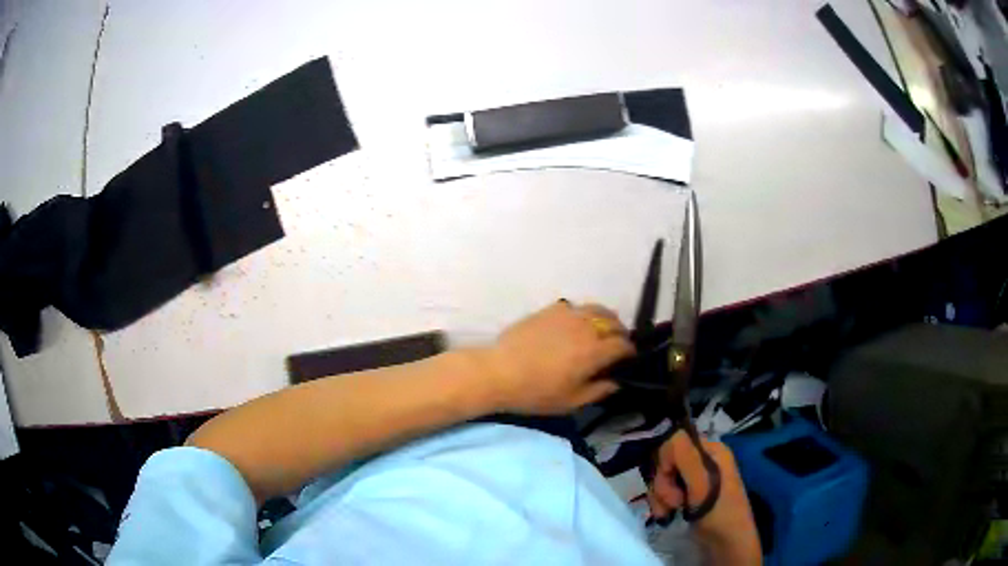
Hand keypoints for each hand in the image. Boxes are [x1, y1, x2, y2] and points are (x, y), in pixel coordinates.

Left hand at [478, 301, 634, 414]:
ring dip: (605, 319)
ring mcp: (567, 314)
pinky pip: (574, 307)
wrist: (499, 372)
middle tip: (616, 346)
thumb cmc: (537, 392)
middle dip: (620, 334)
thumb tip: (616, 382)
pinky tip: (574, 325)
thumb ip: (598, 391)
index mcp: (595, 351)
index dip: (630, 353)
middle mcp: (586, 327)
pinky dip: (582, 314)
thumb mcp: (571, 401)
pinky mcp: (549, 310)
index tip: (628, 360)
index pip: (623, 345)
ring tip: (601, 330)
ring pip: (596, 309)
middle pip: (613, 322)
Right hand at [647, 431, 761, 564]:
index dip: (666, 463)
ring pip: (663, 478)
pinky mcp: (688, 495)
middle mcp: (703, 460)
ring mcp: (695, 479)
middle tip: (674, 502)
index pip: (675, 443)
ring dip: (661, 497)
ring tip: (670, 512)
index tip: (671, 483)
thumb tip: (671, 433)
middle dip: (663, 484)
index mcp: (712, 450)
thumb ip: (686, 458)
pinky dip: (662, 503)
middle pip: (667, 462)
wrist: (727, 544)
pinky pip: (666, 491)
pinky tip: (668, 515)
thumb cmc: (719, 513)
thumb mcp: (703, 485)